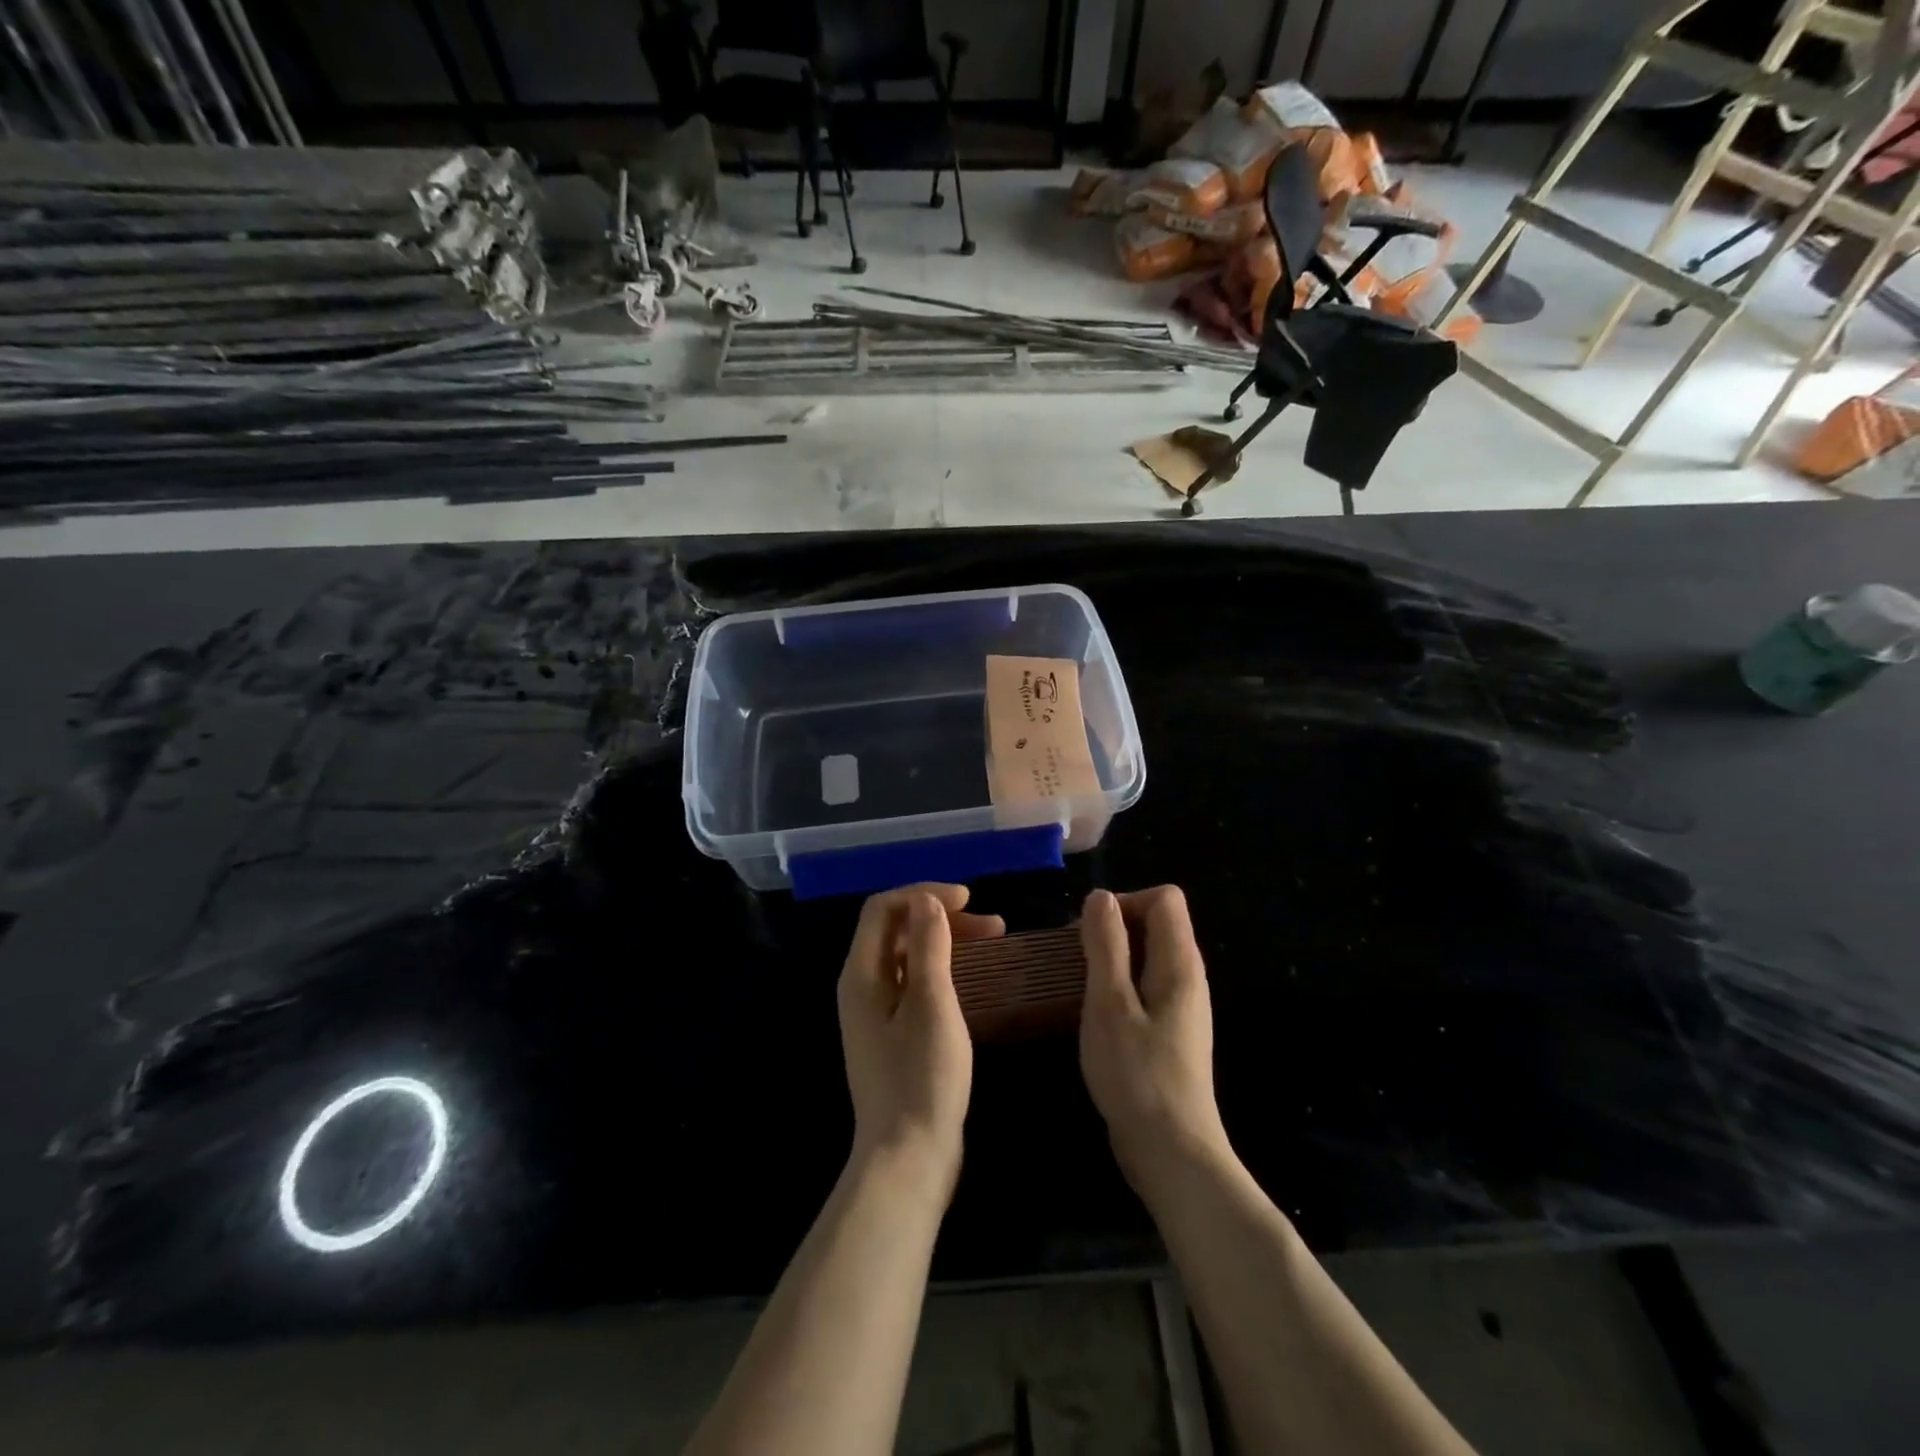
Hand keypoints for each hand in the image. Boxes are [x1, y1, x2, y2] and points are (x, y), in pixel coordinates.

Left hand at [837, 884, 1003, 1199]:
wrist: (908, 1158)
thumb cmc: (922, 1078)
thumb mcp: (932, 1004)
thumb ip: (927, 946)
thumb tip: (926, 900)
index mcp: (861, 974)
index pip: (883, 908)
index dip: (924, 894)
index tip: (968, 900)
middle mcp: (862, 986)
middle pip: (895, 928)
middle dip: (940, 915)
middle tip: (991, 924)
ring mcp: (876, 1012)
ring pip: (907, 954)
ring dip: (945, 939)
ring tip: (991, 940)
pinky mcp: (892, 1034)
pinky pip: (914, 981)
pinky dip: (941, 967)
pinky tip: (971, 976)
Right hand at [1079, 886, 1231, 1197]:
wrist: (1172, 1153)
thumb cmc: (1137, 1074)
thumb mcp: (1109, 1003)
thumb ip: (1106, 945)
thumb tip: (1101, 896)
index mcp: (1180, 963)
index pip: (1165, 898)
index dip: (1126, 902)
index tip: (1092, 932)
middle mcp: (1188, 977)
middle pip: (1158, 922)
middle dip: (1115, 927)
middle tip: (1077, 957)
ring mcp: (1181, 1006)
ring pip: (1149, 954)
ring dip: (1113, 956)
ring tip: (1080, 983)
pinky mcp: (1170, 1031)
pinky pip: (1146, 984)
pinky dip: (1120, 984)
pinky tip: (1096, 1013)